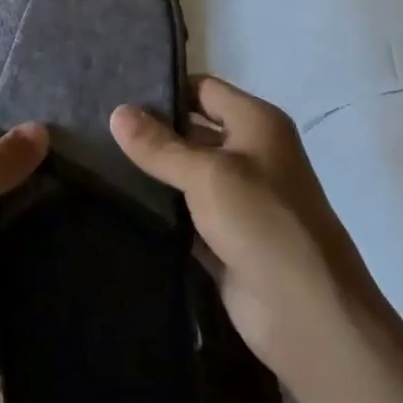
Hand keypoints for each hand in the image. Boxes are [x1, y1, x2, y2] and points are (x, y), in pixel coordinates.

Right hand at [110, 76, 379, 394]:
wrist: (308, 315)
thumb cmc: (263, 223)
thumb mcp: (208, 175)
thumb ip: (160, 146)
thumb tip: (116, 112)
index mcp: (257, 124)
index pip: (203, 89)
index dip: (164, 88)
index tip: (114, 90)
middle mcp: (249, 154)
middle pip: (191, 131)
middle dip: (150, 130)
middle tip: (94, 126)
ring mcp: (236, 200)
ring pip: (184, 175)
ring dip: (150, 173)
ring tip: (94, 160)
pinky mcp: (222, 239)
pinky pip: (183, 215)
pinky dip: (158, 211)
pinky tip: (116, 203)